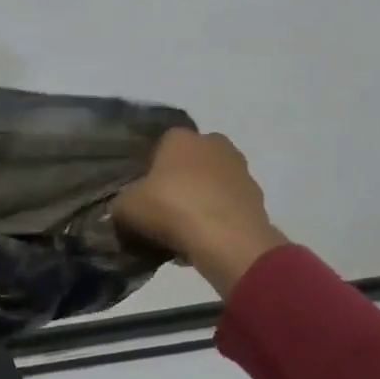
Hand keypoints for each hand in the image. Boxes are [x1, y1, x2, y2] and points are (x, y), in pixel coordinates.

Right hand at [116, 130, 288, 296]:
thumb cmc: (172, 208)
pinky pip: (228, 206)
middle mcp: (214, 144)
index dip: (151, 168)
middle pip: (190, 162)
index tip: (144, 192)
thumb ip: (121, 204)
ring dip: (200, 200)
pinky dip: (217, 219)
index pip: (161, 145)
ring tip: (182, 231)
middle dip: (179, 180)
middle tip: (162, 209)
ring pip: (211, 184)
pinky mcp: (257, 199)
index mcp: (181, 137)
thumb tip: (123, 210)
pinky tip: (202, 240)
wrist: (227, 241)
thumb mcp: (127, 207)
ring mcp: (240, 171)